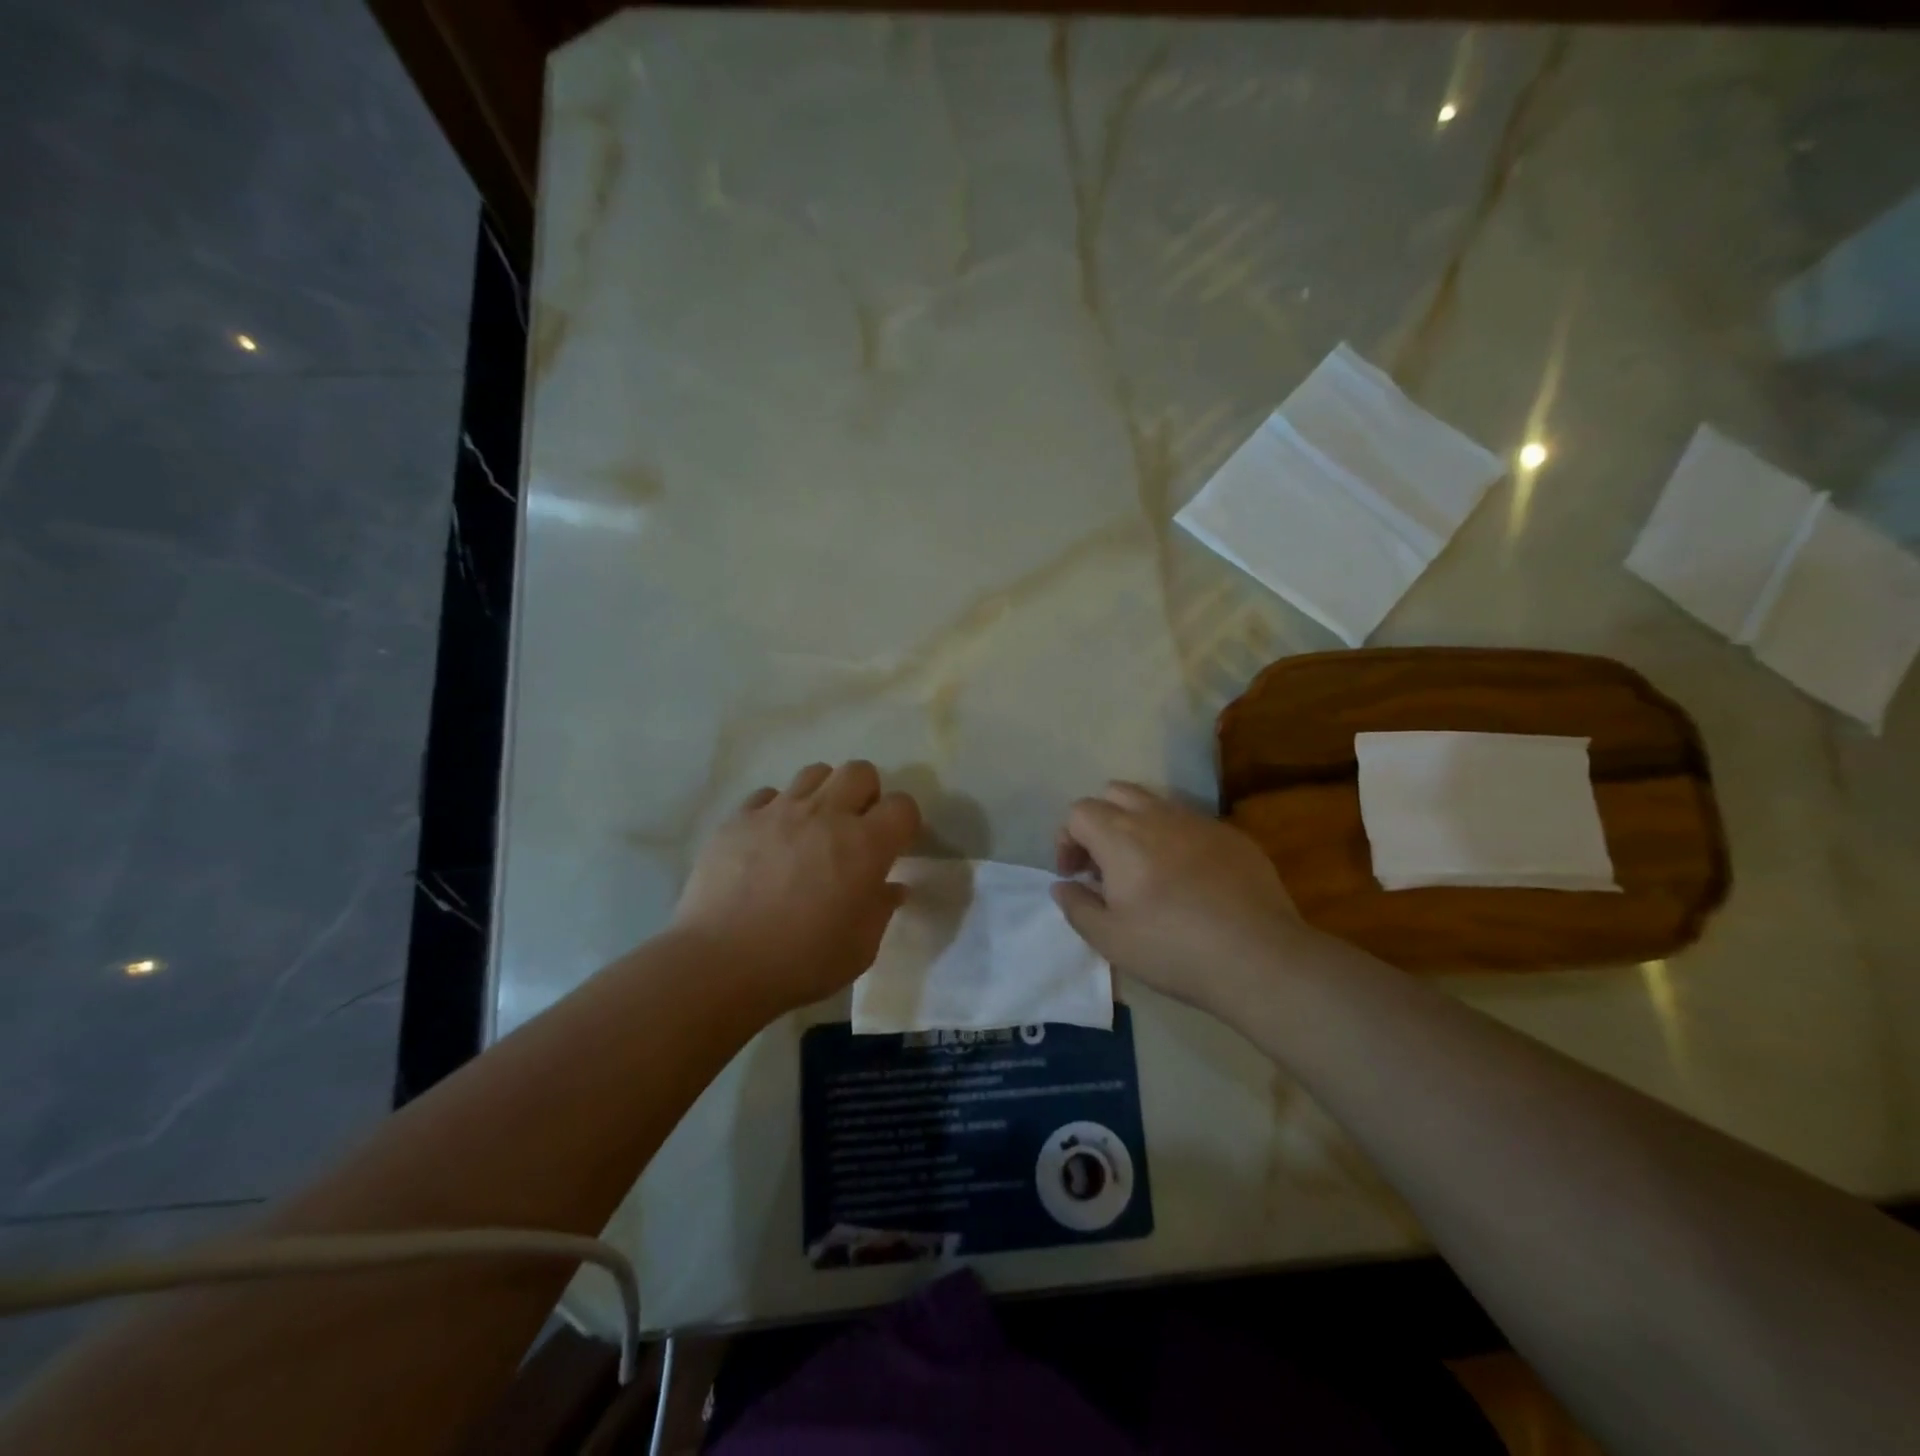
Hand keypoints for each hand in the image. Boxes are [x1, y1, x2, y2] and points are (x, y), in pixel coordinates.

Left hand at [673, 761, 920, 1014]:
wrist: (721, 964)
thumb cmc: (802, 962)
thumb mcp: (861, 948)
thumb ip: (881, 909)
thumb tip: (891, 887)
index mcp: (865, 845)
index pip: (902, 806)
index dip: (904, 823)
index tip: (895, 846)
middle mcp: (825, 815)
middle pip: (860, 771)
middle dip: (866, 794)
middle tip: (855, 829)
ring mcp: (779, 811)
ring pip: (814, 773)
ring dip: (823, 794)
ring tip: (812, 828)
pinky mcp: (739, 819)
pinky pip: (767, 795)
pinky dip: (776, 810)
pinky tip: (770, 840)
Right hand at [1053, 782, 1306, 1018]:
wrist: (1259, 957)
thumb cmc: (1173, 949)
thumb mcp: (1110, 939)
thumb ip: (1076, 906)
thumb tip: (1062, 885)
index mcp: (1120, 836)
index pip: (1079, 812)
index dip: (1067, 840)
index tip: (1075, 875)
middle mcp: (1157, 816)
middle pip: (1115, 792)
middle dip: (1100, 820)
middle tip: (1104, 863)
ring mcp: (1199, 822)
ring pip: (1156, 803)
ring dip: (1138, 825)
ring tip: (1145, 869)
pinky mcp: (1232, 836)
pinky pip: (1192, 823)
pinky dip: (1176, 839)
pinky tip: (1189, 880)